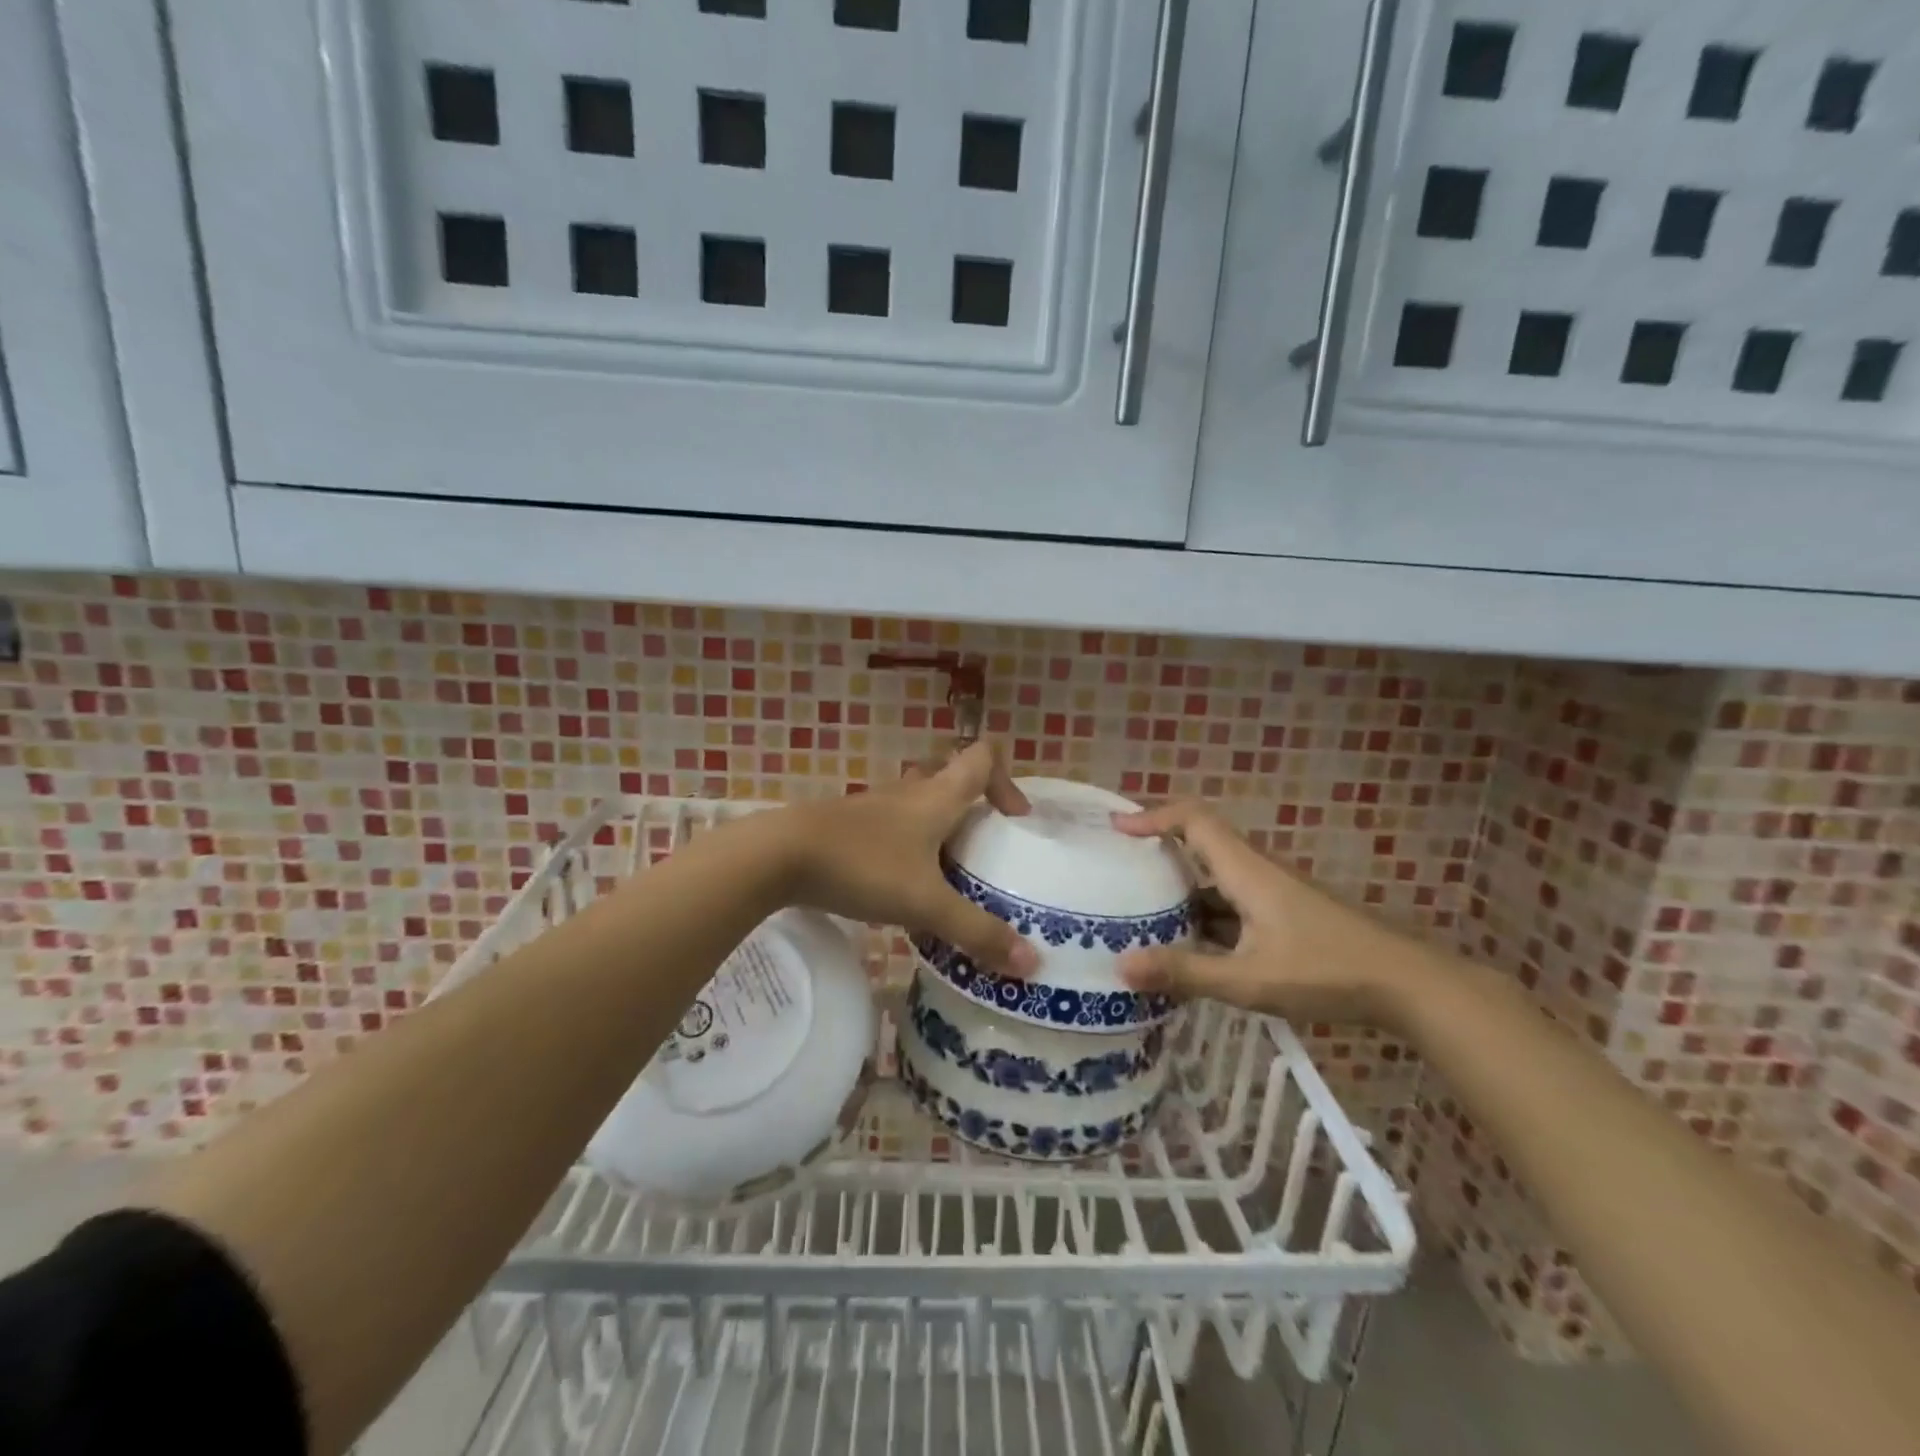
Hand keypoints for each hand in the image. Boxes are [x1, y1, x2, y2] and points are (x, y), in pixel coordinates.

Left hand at [775, 743, 1040, 977]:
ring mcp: (874, 806)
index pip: (982, 758)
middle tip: (983, 853)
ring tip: (946, 877)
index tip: (1014, 820)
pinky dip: (906, 848)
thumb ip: (977, 932)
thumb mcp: (926, 903)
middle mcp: (908, 792)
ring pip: (918, 805)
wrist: (778, 856)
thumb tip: (1032, 964)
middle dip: (973, 811)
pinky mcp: (848, 826)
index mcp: (936, 796)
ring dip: (938, 831)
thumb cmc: (863, 866)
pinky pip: (891, 827)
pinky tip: (899, 888)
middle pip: (951, 780)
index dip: (1007, 780)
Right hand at [1112, 801, 1416, 1026]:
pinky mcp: (1286, 917)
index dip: (1153, 816)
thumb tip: (1121, 967)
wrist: (1409, 985)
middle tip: (1119, 873)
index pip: (1193, 820)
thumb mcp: (1248, 979)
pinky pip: (1234, 906)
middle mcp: (1257, 873)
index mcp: (1245, 871)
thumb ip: (1186, 973)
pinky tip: (1192, 953)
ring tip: (1142, 918)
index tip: (1117, 828)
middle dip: (1159, 853)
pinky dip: (1206, 919)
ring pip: (1217, 881)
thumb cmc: (1327, 972)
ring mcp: (1274, 896)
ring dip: (1182, 893)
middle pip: (1201, 845)